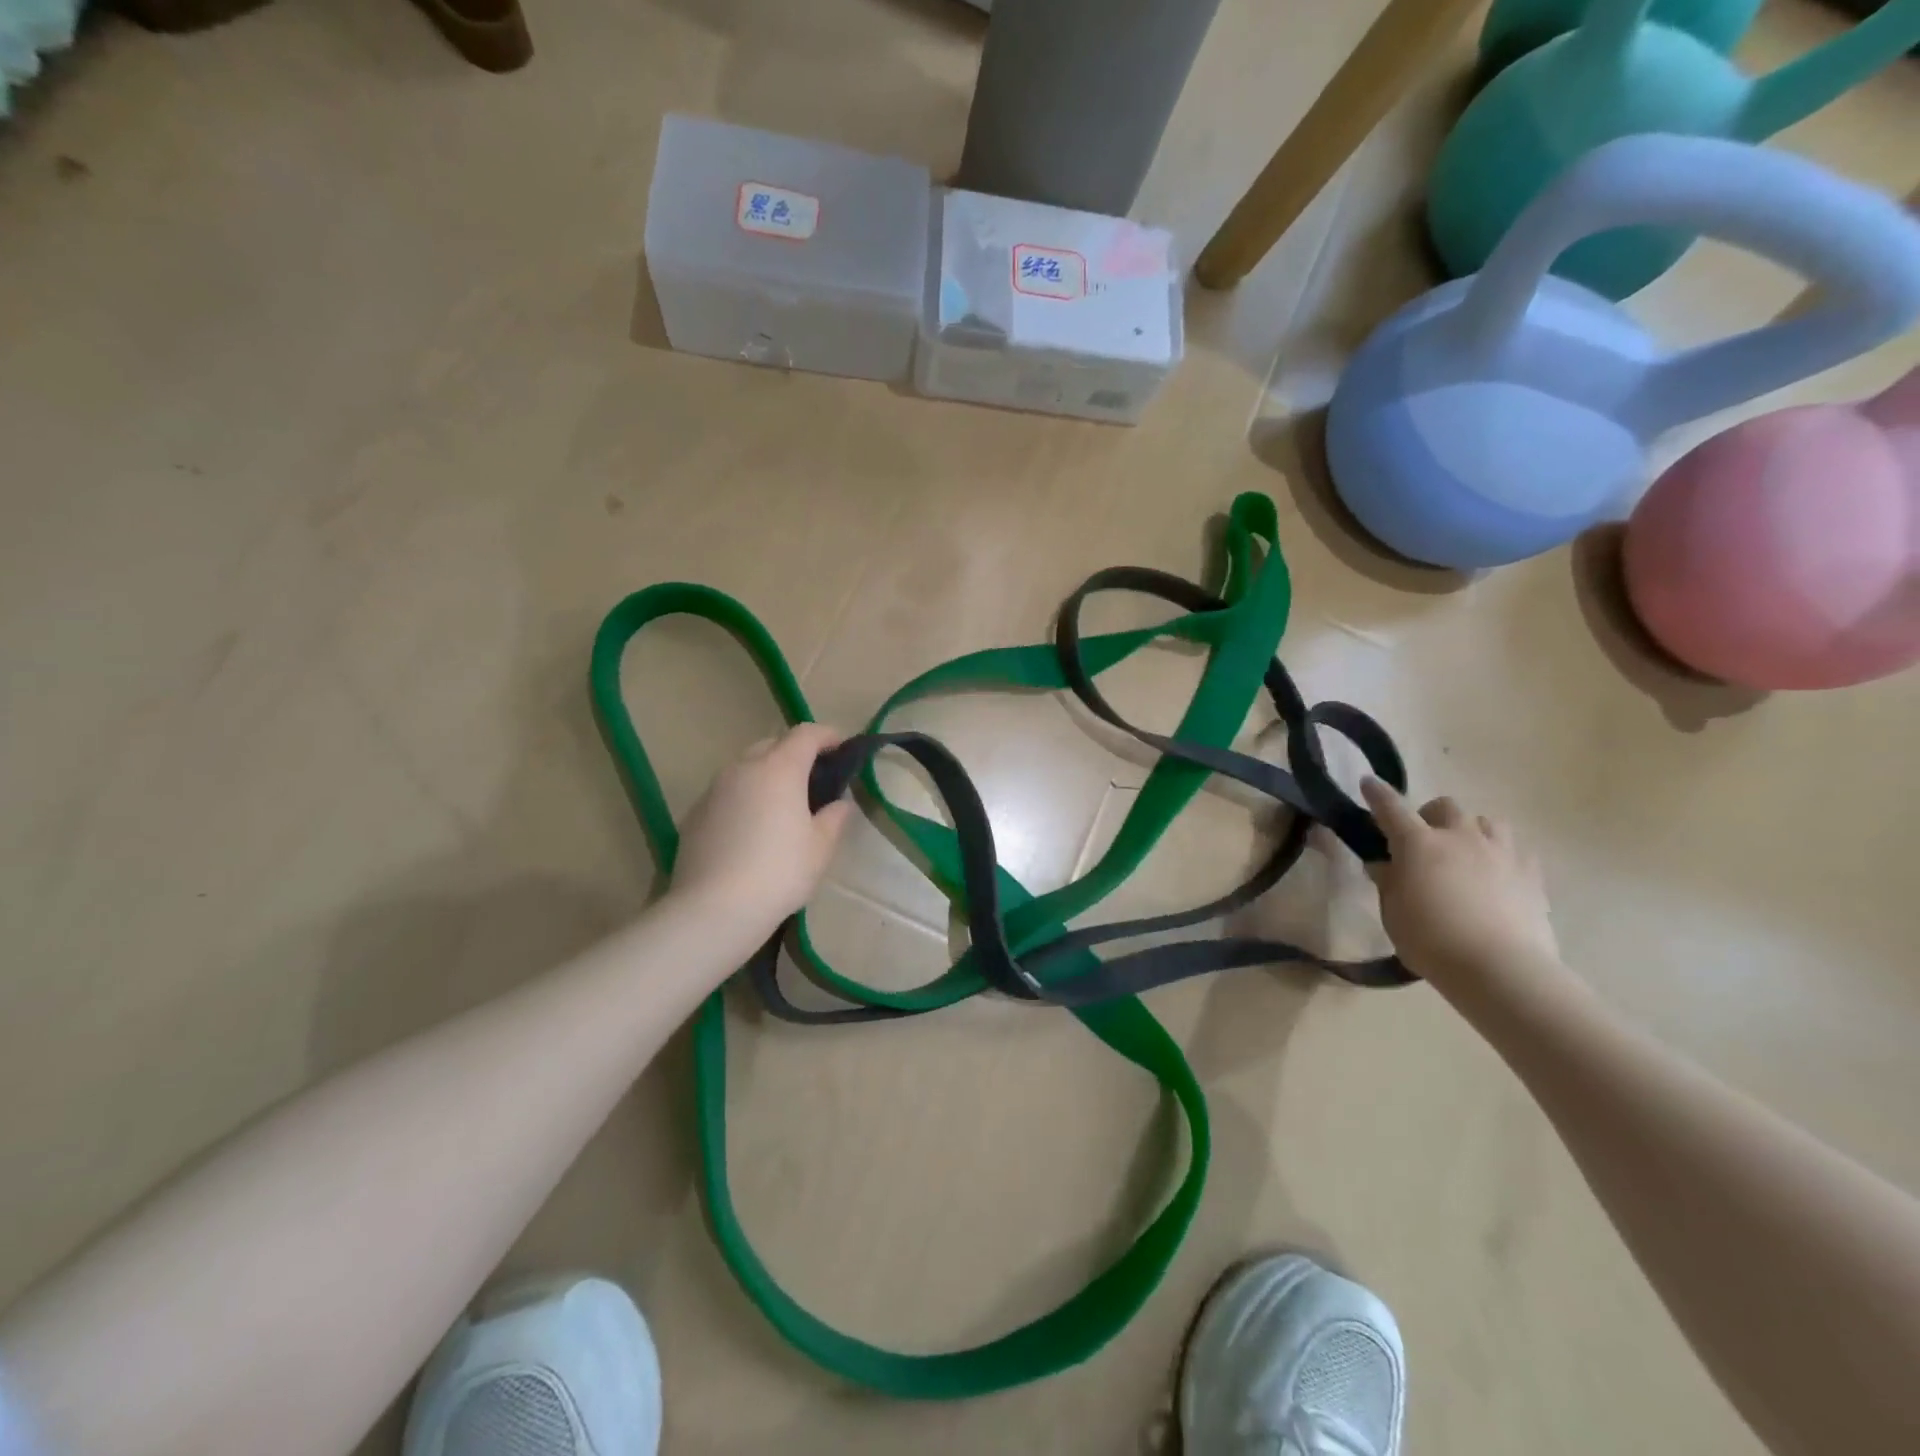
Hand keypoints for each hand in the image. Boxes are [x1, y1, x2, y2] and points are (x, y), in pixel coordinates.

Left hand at [671, 723, 854, 938]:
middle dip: (795, 753)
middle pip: (773, 744)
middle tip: (813, 778)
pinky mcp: (695, 813)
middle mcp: (744, 768)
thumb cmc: (779, 872)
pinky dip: (744, 796)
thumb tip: (840, 803)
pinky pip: (727, 792)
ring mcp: (714, 789)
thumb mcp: (821, 848)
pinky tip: (751, 828)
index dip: (828, 735)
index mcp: (780, 768)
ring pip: (746, 767)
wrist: (714, 908)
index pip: (806, 734)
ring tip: (782, 803)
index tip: (842, 747)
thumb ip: (834, 818)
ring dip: (767, 774)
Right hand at [1360, 778, 1564, 1002]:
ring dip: (1471, 831)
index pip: (1390, 807)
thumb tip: (1384, 864)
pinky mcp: (1531, 874)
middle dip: (1431, 816)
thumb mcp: (1393, 912)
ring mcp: (1500, 852)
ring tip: (1466, 853)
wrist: (1501, 968)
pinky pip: (1516, 850)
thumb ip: (1388, 882)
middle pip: (1445, 807)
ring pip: (1486, 822)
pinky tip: (1498, 875)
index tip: (1368, 782)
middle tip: (1424, 840)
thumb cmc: (1431, 940)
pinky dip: (1502, 855)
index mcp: (1418, 843)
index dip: (1377, 793)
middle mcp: (1460, 837)